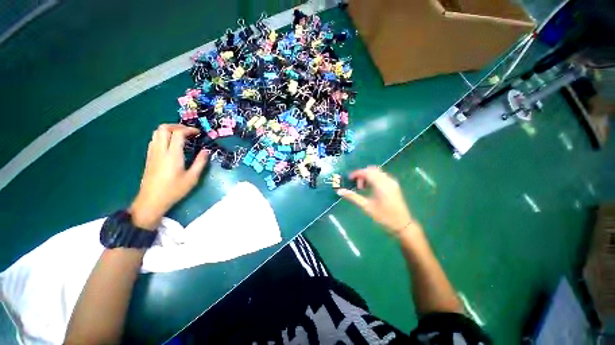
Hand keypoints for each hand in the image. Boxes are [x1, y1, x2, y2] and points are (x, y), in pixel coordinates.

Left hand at [130, 124, 208, 228]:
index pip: (178, 133)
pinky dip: (163, 136)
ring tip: (181, 136)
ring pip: (156, 132)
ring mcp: (152, 153)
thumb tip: (207, 151)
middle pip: (163, 128)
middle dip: (177, 126)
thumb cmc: (174, 190)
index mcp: (172, 155)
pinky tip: (171, 144)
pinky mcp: (149, 157)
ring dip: (169, 130)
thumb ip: (200, 162)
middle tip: (189, 131)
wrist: (151, 201)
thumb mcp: (192, 178)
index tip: (198, 133)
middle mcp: (160, 150)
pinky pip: (154, 139)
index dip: (189, 129)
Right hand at [337, 166, 414, 237]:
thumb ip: (353, 197)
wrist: (402, 225)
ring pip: (377, 172)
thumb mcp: (366, 207)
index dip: (356, 173)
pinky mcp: (394, 185)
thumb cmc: (383, 217)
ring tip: (363, 188)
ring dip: (368, 176)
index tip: (349, 178)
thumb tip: (339, 191)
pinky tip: (371, 188)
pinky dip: (374, 178)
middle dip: (362, 174)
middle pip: (372, 170)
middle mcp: (387, 180)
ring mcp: (392, 182)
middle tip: (357, 185)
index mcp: (381, 185)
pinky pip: (382, 176)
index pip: (367, 172)